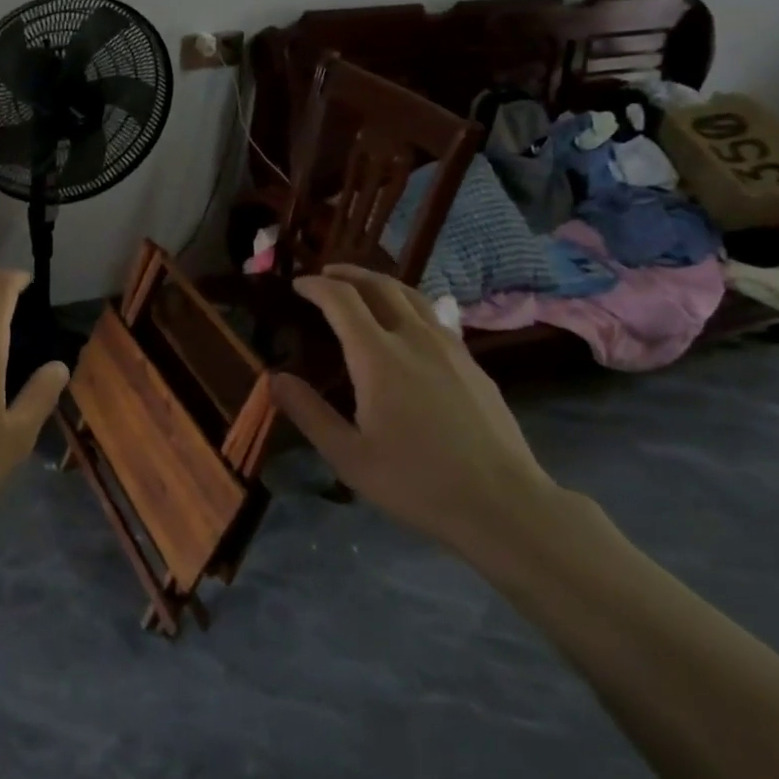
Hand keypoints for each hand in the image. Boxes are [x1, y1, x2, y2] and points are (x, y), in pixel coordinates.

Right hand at [270, 264, 556, 551]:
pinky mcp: (471, 362)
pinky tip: (405, 323)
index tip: (297, 285)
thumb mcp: (348, 456)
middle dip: (347, 275)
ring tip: (361, 287)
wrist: (503, 503)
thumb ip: (309, 413)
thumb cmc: (417, 482)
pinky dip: (407, 303)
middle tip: (325, 276)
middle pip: (378, 286)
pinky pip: (433, 316)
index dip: (316, 286)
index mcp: (378, 357)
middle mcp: (414, 338)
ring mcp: (449, 347)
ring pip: (411, 295)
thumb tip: (275, 378)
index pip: (341, 300)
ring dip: (379, 283)